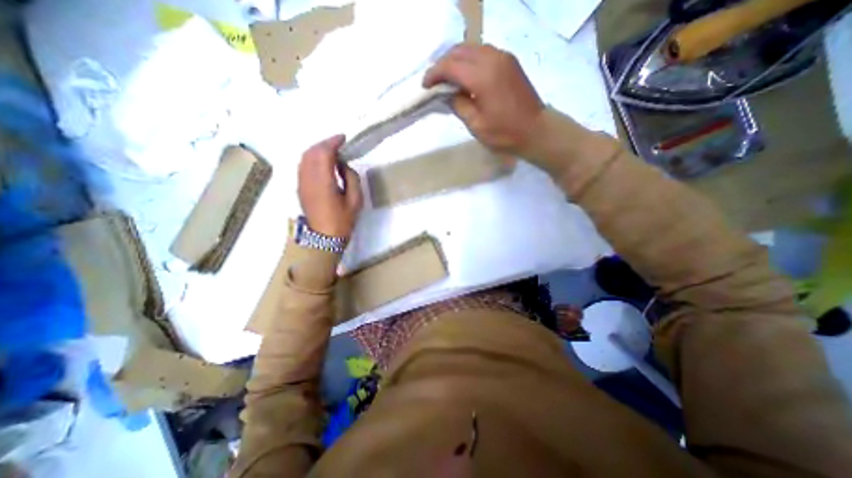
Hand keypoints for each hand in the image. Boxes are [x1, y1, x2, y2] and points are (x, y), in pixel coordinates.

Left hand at [298, 135, 361, 238]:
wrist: (322, 238)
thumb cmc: (342, 221)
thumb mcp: (355, 201)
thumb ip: (352, 179)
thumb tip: (344, 165)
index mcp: (323, 181)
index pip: (323, 152)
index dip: (333, 142)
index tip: (344, 138)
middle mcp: (308, 178)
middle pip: (311, 152)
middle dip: (325, 144)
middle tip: (339, 144)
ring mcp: (301, 182)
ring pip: (305, 157)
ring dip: (317, 150)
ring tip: (332, 152)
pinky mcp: (300, 187)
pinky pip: (303, 165)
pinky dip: (312, 158)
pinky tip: (322, 163)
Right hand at [425, 42, 545, 152]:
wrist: (536, 131)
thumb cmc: (505, 134)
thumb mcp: (476, 125)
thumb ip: (459, 105)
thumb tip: (448, 93)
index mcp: (482, 76)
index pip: (450, 65)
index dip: (434, 74)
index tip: (425, 86)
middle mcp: (492, 59)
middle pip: (459, 51)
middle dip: (443, 64)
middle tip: (434, 82)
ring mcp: (503, 57)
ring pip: (471, 48)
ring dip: (456, 60)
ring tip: (447, 78)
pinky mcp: (509, 61)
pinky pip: (483, 52)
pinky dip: (469, 60)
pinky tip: (465, 75)